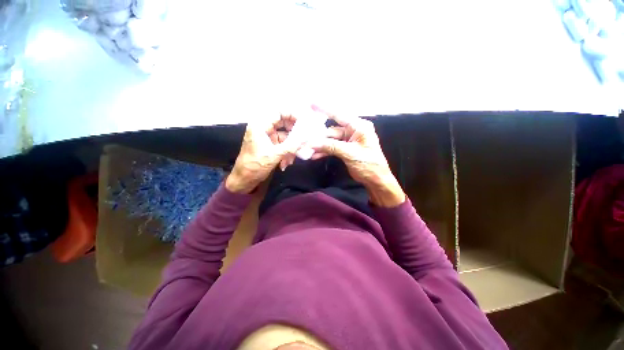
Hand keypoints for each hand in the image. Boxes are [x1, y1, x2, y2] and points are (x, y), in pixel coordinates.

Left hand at [226, 114, 301, 193]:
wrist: (245, 179)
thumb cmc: (255, 165)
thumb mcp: (275, 155)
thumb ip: (291, 145)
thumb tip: (307, 137)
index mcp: (260, 125)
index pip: (279, 112)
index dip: (293, 114)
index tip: (305, 121)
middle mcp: (264, 128)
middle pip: (284, 122)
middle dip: (295, 132)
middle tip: (305, 138)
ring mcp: (268, 137)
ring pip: (285, 135)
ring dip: (291, 146)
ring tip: (292, 157)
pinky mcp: (271, 145)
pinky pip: (283, 144)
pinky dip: (287, 152)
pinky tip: (287, 162)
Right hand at [308, 109, 405, 206]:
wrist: (375, 180)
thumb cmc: (368, 164)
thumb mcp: (350, 153)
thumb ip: (331, 146)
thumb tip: (312, 142)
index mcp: (359, 126)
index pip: (339, 115)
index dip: (325, 109)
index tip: (311, 104)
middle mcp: (353, 130)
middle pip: (332, 130)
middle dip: (319, 136)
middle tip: (304, 139)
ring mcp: (348, 140)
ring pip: (330, 140)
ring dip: (319, 145)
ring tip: (307, 150)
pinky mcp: (345, 149)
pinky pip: (332, 148)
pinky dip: (324, 151)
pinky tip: (315, 155)